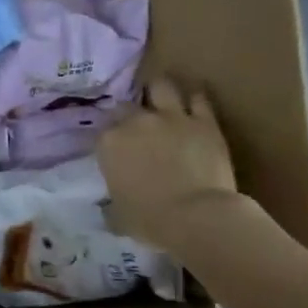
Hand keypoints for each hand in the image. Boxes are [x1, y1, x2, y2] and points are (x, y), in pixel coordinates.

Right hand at [98, 78, 237, 246]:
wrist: (196, 217)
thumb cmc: (149, 220)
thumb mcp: (118, 216)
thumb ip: (111, 205)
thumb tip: (109, 207)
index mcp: (110, 143)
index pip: (102, 132)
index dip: (109, 140)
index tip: (114, 150)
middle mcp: (137, 122)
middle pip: (126, 106)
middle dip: (128, 114)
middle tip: (135, 126)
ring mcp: (172, 117)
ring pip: (162, 87)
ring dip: (159, 91)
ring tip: (160, 98)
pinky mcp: (205, 122)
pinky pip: (199, 99)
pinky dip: (195, 99)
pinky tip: (193, 102)